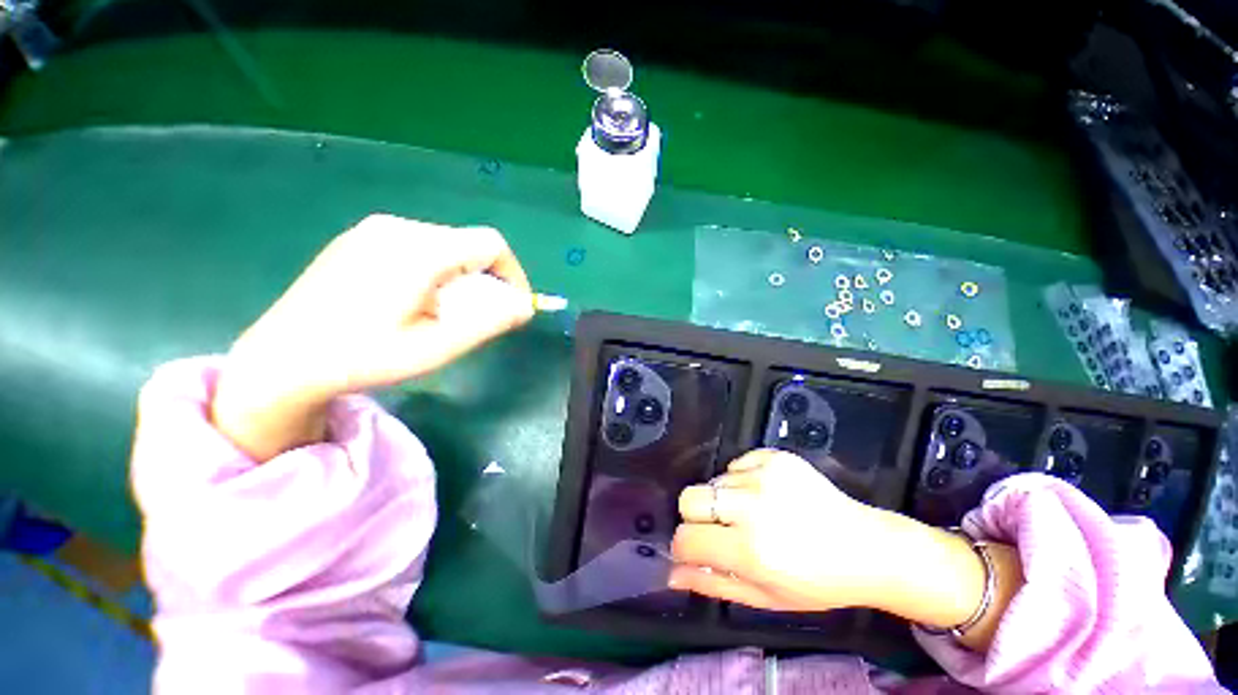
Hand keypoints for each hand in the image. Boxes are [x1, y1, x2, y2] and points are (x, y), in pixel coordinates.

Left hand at [211, 214, 534, 459]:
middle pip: (468, 244)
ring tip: (440, 311)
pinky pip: (417, 246)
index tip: (511, 306)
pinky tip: (410, 299)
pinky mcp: (359, 238)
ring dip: (460, 276)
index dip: (512, 274)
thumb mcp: (437, 347)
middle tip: (473, 316)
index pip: (491, 244)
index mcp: (419, 250)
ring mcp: (373, 229)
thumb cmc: (363, 357)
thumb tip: (524, 307)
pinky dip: (434, 269)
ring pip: (445, 245)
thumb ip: (489, 323)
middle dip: (485, 279)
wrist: (282, 358)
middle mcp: (398, 228)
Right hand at [669, 449, 905, 611]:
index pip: (687, 538)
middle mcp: (753, 507)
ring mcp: (765, 476)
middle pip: (689, 497)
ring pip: (714, 481)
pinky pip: (737, 463)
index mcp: (750, 550)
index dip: (683, 546)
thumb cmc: (816, 583)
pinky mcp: (776, 457)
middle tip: (719, 529)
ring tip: (754, 513)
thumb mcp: (765, 597)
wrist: (867, 548)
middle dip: (695, 516)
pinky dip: (742, 479)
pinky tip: (766, 495)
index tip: (693, 550)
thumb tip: (672, 574)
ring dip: (725, 499)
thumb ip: (713, 584)